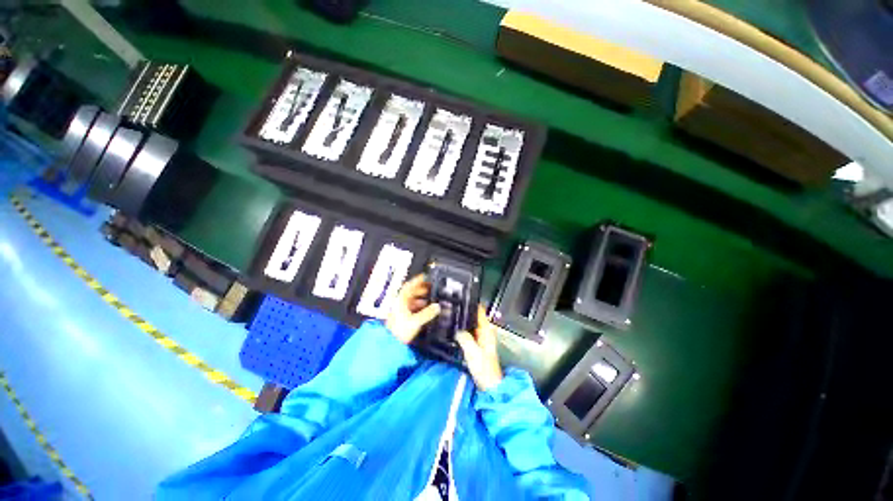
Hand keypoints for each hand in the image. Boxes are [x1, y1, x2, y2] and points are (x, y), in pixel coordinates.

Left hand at [385, 274, 440, 344]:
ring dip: (421, 298)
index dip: (418, 280)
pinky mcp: (401, 317)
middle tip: (431, 287)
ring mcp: (399, 310)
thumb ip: (427, 313)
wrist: (390, 343)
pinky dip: (418, 306)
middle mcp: (399, 303)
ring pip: (411, 299)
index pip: (409, 286)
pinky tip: (424, 309)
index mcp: (401, 300)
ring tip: (430, 298)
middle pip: (411, 292)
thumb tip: (437, 307)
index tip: (426, 276)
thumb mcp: (416, 321)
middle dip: (421, 289)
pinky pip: (411, 307)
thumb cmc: (399, 331)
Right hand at [456, 306, 502, 390]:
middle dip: (464, 312)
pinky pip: (468, 333)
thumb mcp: (472, 352)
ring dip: (462, 322)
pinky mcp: (476, 346)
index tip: (460, 298)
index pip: (480, 311)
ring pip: (470, 325)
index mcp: (486, 330)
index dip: (471, 304)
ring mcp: (480, 338)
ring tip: (449, 316)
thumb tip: (456, 328)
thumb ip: (464, 338)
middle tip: (450, 307)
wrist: (489, 386)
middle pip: (473, 317)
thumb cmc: (484, 369)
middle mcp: (484, 332)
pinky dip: (462, 330)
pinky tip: (452, 331)